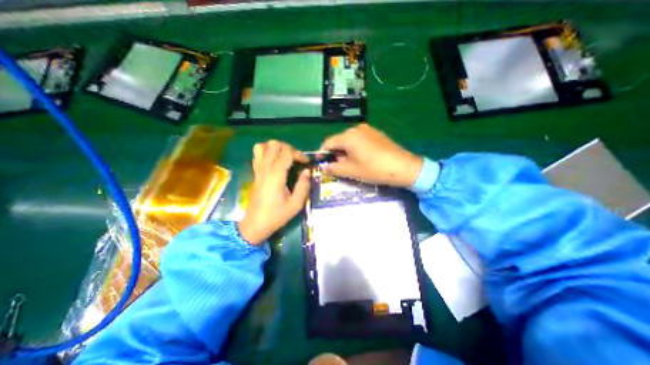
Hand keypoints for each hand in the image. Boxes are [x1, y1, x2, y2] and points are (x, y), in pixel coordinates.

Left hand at [238, 140, 310, 244]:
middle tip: (296, 159)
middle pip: (274, 144)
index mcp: (276, 175)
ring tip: (284, 157)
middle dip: (288, 148)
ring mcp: (258, 169)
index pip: (287, 153)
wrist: (255, 224)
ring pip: (263, 146)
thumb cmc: (277, 215)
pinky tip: (274, 161)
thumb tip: (307, 171)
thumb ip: (303, 186)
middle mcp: (265, 168)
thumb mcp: (296, 204)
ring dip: (275, 148)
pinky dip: (266, 152)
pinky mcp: (255, 173)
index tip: (306, 163)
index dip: (299, 154)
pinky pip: (257, 154)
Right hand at [321, 124, 423, 188]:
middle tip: (337, 166)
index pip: (328, 142)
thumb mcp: (351, 171)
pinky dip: (355, 148)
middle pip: (339, 140)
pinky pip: (359, 139)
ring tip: (350, 164)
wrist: (403, 167)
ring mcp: (368, 129)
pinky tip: (361, 158)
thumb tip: (324, 167)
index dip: (322, 153)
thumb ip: (334, 168)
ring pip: (349, 140)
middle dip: (335, 153)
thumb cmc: (374, 169)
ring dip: (345, 151)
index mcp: (348, 136)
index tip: (322, 163)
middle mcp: (356, 129)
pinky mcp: (376, 133)